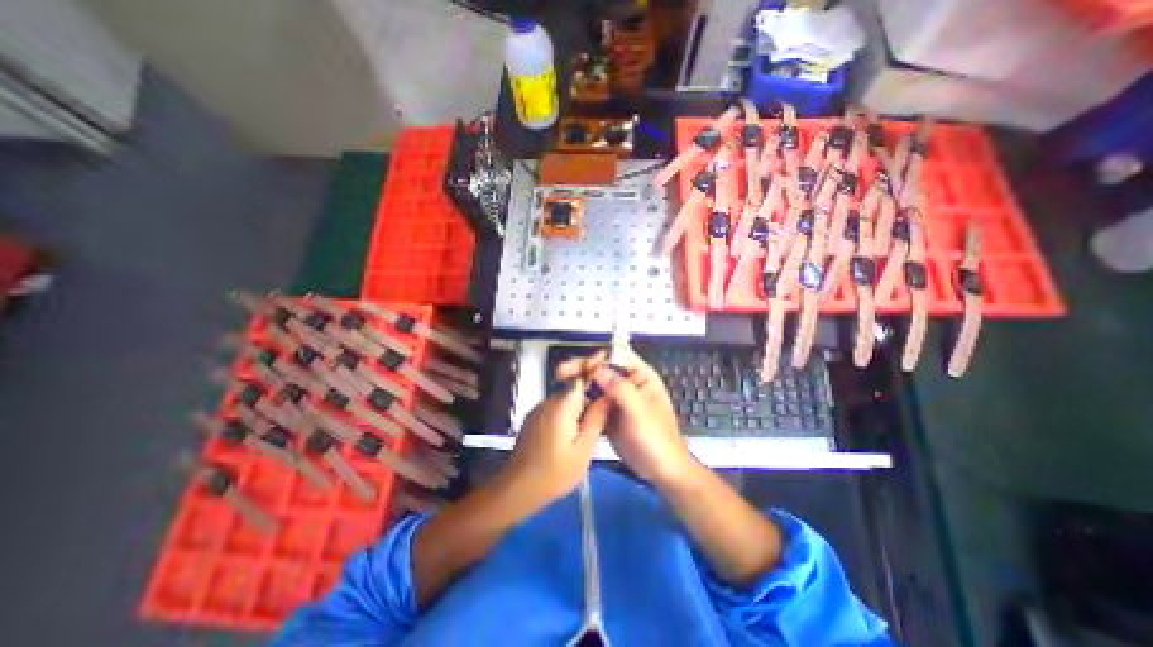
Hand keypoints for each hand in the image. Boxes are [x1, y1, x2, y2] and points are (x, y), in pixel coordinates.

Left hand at [496, 378, 607, 514]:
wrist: (517, 489)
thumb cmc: (555, 472)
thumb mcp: (584, 449)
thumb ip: (597, 419)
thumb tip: (608, 396)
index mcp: (563, 404)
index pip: (584, 380)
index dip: (597, 386)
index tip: (607, 401)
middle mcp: (549, 400)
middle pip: (574, 391)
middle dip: (588, 404)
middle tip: (598, 427)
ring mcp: (538, 409)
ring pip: (565, 402)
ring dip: (577, 413)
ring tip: (584, 437)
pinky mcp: (533, 419)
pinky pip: (555, 411)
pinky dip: (565, 419)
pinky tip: (567, 440)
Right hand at [559, 348, 693, 484]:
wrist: (660, 470)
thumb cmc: (656, 439)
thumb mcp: (639, 412)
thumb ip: (620, 389)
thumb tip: (597, 370)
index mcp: (641, 376)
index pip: (618, 356)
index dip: (599, 357)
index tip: (582, 365)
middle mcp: (628, 383)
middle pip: (602, 368)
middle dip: (582, 368)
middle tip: (561, 371)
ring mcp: (617, 399)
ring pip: (595, 384)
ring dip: (578, 381)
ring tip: (559, 380)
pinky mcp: (608, 414)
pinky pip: (592, 401)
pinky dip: (580, 399)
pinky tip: (566, 400)